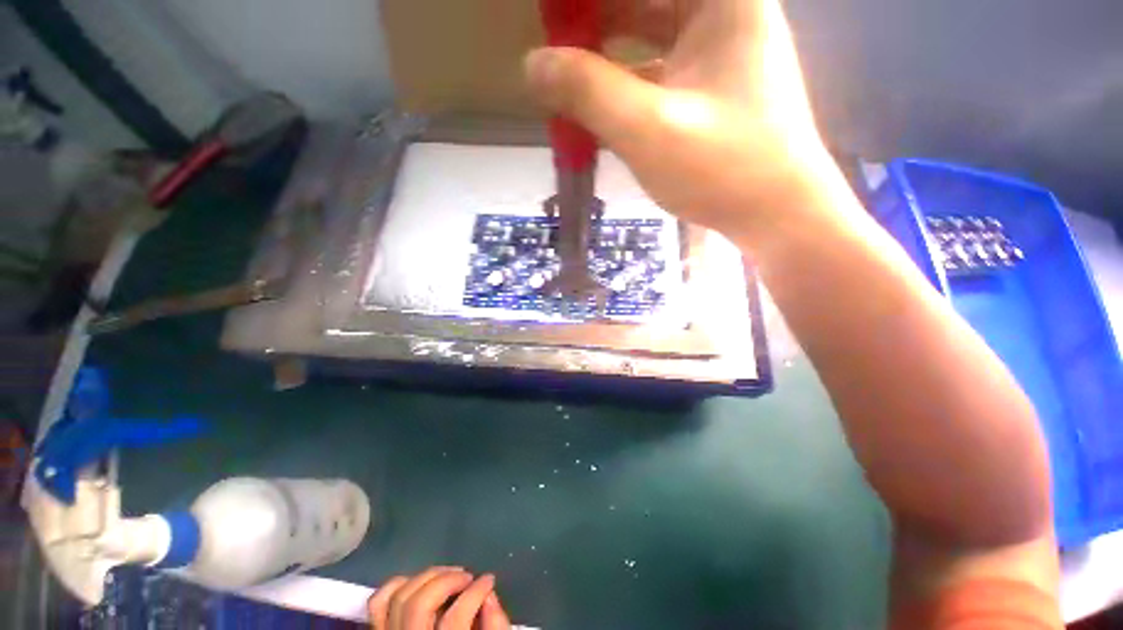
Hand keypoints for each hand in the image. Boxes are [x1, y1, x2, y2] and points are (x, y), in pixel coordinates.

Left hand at [367, 567, 510, 629]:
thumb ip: (495, 629)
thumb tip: (489, 597)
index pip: (455, 619)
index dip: (476, 592)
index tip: (488, 581)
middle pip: (420, 604)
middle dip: (448, 580)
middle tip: (468, 577)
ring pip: (398, 598)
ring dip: (427, 578)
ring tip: (449, 576)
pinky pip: (378, 605)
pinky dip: (397, 586)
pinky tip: (419, 584)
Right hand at [526, 0, 833, 244]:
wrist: (777, 217)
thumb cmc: (722, 169)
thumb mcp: (647, 129)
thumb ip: (588, 92)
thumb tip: (531, 63)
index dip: (589, 5)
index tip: (555, 21)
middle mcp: (721, 13)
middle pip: (642, 3)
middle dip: (592, 24)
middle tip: (552, 46)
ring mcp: (715, 55)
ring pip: (645, 38)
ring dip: (603, 57)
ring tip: (561, 76)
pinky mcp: (707, 91)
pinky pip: (654, 74)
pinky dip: (622, 88)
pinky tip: (595, 108)